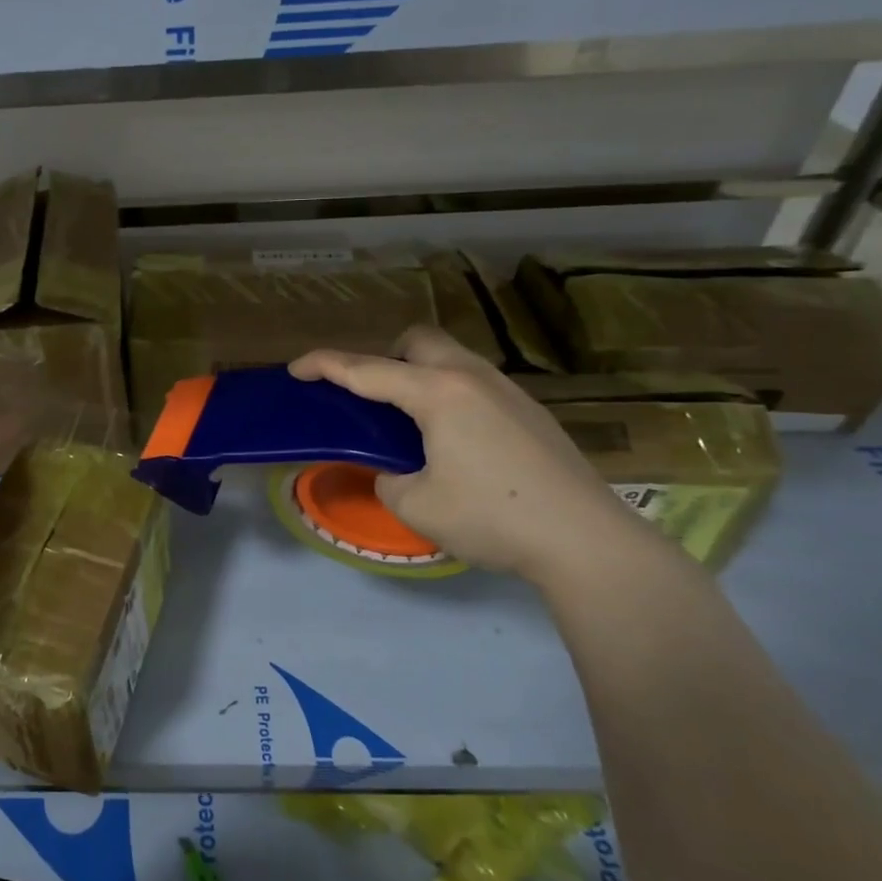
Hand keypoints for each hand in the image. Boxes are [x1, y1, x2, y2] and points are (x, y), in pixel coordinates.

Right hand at [289, 328, 660, 586]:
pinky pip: (474, 383)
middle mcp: (472, 377)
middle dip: (384, 357)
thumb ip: (389, 478)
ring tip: (410, 422)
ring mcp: (508, 391)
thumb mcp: (415, 505)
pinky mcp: (530, 411)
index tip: (296, 368)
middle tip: (371, 398)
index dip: (325, 365)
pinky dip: (448, 395)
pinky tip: (455, 441)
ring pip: (451, 358)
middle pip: (417, 340)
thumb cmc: (491, 517)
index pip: (367, 370)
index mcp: (438, 393)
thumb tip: (396, 472)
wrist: (586, 540)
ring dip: (419, 375)